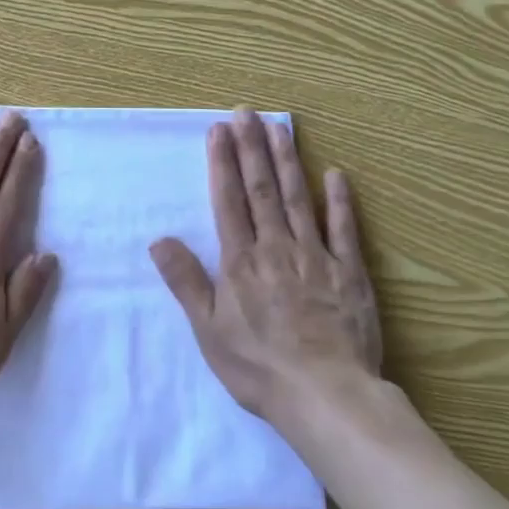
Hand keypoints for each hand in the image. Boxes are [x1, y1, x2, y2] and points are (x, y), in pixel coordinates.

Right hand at [151, 109, 381, 424]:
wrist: (325, 396)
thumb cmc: (259, 367)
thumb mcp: (208, 330)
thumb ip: (186, 281)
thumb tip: (159, 239)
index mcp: (241, 261)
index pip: (229, 200)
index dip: (223, 163)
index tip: (219, 130)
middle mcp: (276, 248)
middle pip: (262, 189)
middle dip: (252, 148)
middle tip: (246, 112)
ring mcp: (316, 257)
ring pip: (298, 199)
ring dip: (287, 161)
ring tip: (279, 127)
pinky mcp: (349, 273)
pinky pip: (344, 230)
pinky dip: (340, 201)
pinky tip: (335, 174)